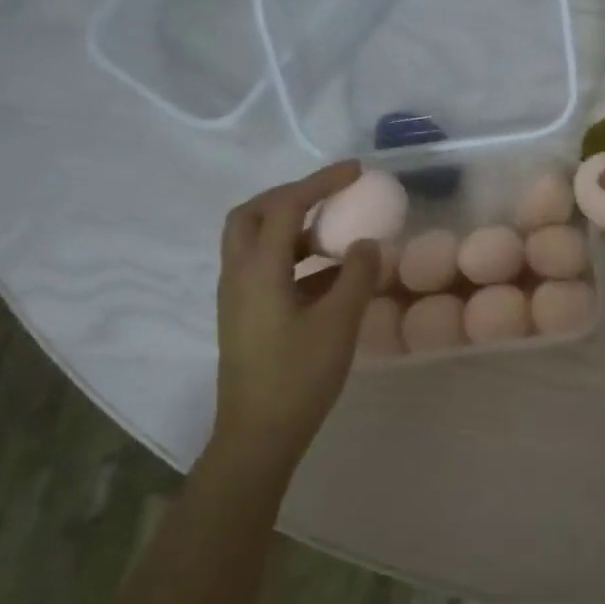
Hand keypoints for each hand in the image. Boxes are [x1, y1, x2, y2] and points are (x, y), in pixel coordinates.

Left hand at [209, 162, 380, 462]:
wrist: (259, 433)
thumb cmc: (299, 376)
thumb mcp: (338, 324)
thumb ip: (356, 277)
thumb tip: (367, 243)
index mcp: (257, 270)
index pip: (285, 206)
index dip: (320, 183)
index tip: (355, 171)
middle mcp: (237, 274)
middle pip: (253, 214)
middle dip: (292, 197)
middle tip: (330, 197)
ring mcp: (236, 296)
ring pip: (254, 242)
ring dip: (291, 227)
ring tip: (335, 233)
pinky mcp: (244, 316)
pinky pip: (264, 269)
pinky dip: (293, 258)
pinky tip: (328, 276)